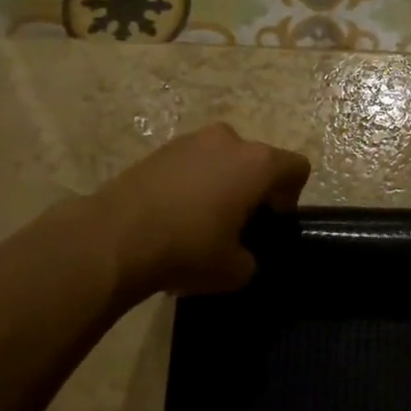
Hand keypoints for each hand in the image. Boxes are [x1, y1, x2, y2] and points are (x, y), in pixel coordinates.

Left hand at [93, 123, 310, 298]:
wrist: (114, 238)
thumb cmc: (188, 249)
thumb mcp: (236, 270)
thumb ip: (252, 257)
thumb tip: (242, 254)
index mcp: (257, 163)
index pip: (297, 168)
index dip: (291, 197)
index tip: (269, 223)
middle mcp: (228, 140)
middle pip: (257, 160)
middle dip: (253, 189)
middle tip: (237, 225)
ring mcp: (190, 140)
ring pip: (221, 160)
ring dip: (220, 184)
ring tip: (201, 221)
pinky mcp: (158, 150)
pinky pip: (190, 164)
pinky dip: (191, 184)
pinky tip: (173, 216)